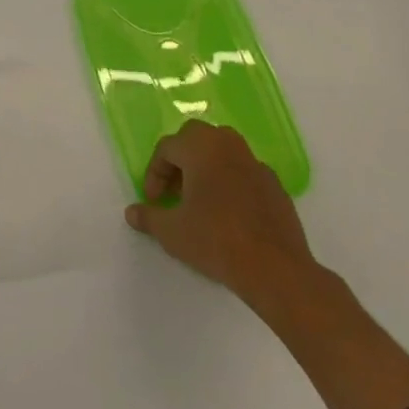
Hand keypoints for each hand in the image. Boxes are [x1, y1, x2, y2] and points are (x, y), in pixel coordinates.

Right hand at [125, 120, 321, 318]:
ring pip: (222, 151)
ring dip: (206, 167)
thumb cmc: (217, 241)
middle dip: (180, 160)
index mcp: (200, 147)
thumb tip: (131, 213)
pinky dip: (232, 183)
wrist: (277, 270)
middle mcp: (227, 144)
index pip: (166, 148)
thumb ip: (149, 217)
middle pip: (195, 138)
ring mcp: (255, 163)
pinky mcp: (275, 185)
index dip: (154, 174)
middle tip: (175, 191)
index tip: (153, 201)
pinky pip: (244, 172)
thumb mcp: (173, 233)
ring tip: (201, 199)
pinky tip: (230, 214)